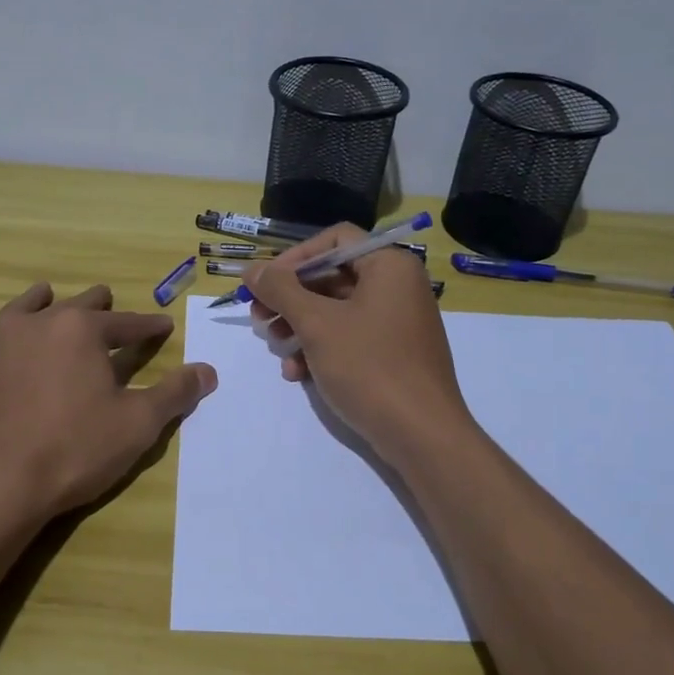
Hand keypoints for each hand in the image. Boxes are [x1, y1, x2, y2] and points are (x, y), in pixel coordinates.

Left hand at [0, 282, 216, 526]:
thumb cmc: (74, 450)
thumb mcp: (138, 424)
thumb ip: (174, 393)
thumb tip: (208, 371)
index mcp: (83, 331)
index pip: (126, 324)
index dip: (149, 326)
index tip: (164, 325)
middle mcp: (39, 324)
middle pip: (75, 307)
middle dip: (97, 305)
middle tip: (107, 299)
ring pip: (22, 309)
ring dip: (40, 301)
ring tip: (47, 293)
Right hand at [244, 226, 473, 466]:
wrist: (422, 435)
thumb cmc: (369, 367)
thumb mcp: (317, 324)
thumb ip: (280, 290)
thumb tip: (252, 270)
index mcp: (389, 265)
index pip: (335, 239)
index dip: (295, 257)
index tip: (266, 283)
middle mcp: (397, 286)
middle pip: (332, 276)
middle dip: (291, 298)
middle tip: (259, 318)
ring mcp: (397, 322)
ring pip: (336, 310)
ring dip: (299, 326)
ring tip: (276, 347)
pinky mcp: (393, 353)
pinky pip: (350, 337)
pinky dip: (321, 348)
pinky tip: (297, 373)